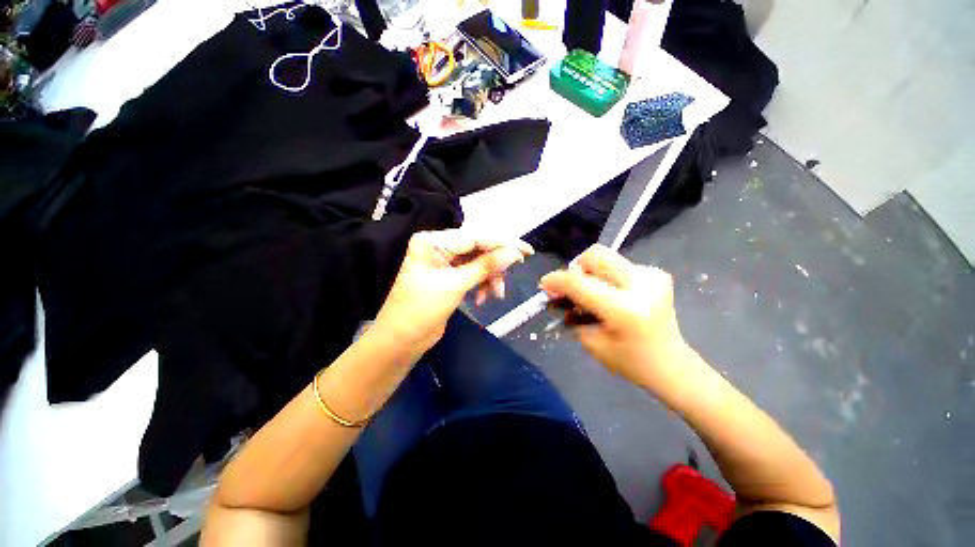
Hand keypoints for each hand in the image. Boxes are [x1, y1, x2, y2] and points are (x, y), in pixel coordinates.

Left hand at [375, 229, 532, 352]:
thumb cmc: (421, 310)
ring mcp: (444, 261)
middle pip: (478, 247)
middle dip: (496, 263)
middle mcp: (439, 246)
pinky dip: (482, 284)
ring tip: (496, 295)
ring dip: (490, 277)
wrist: (401, 340)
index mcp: (433, 241)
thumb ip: (486, 266)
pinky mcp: (449, 276)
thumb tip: (514, 253)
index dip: (502, 243)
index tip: (526, 251)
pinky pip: (473, 273)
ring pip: (479, 262)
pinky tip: (482, 299)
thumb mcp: (455, 285)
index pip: (475, 236)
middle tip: (516, 271)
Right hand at [539, 245, 690, 389]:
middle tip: (571, 287)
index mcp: (624, 309)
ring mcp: (652, 276)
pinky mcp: (657, 273)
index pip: (579, 283)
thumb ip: (572, 311)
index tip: (544, 283)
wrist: (670, 363)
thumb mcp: (591, 341)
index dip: (557, 280)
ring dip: (591, 273)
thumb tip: (556, 290)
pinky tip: (611, 295)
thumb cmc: (628, 361)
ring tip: (592, 294)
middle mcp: (641, 285)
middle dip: (575, 268)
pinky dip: (606, 278)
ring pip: (606, 257)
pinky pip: (618, 265)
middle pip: (596, 256)